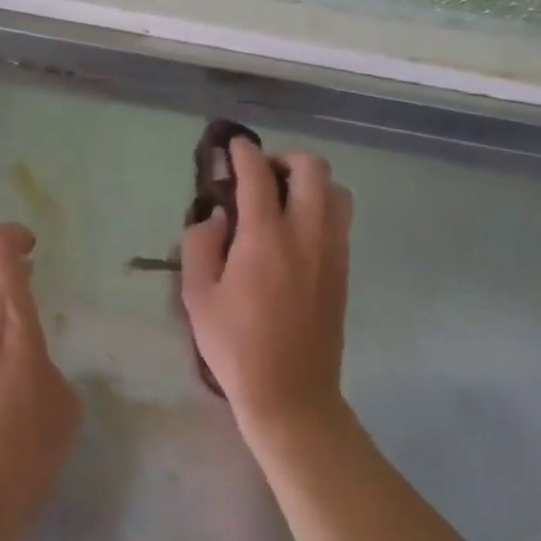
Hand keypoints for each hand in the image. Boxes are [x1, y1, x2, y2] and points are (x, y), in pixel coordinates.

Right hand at [180, 139, 353, 446]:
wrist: (291, 393)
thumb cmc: (236, 347)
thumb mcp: (197, 297)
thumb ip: (199, 244)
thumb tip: (216, 216)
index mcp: (266, 237)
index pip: (259, 174)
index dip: (243, 153)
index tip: (233, 147)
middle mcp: (307, 233)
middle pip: (312, 168)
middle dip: (285, 158)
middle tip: (260, 176)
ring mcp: (332, 250)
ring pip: (336, 190)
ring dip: (310, 182)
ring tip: (282, 201)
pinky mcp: (343, 269)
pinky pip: (340, 218)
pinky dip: (321, 206)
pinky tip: (294, 231)